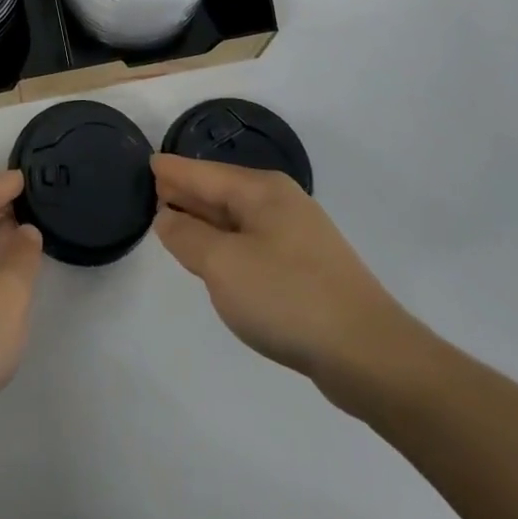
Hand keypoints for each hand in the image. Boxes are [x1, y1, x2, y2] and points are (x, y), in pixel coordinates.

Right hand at [152, 153, 434, 415]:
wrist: (370, 355)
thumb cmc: (287, 297)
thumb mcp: (222, 265)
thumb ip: (187, 236)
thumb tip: (167, 216)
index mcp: (260, 191)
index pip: (203, 173)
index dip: (172, 171)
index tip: (147, 162)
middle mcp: (280, 203)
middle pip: (221, 191)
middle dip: (188, 191)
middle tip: (153, 192)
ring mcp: (298, 236)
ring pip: (237, 219)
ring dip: (206, 220)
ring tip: (175, 221)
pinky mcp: (307, 269)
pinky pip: (253, 243)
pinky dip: (227, 244)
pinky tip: (216, 259)